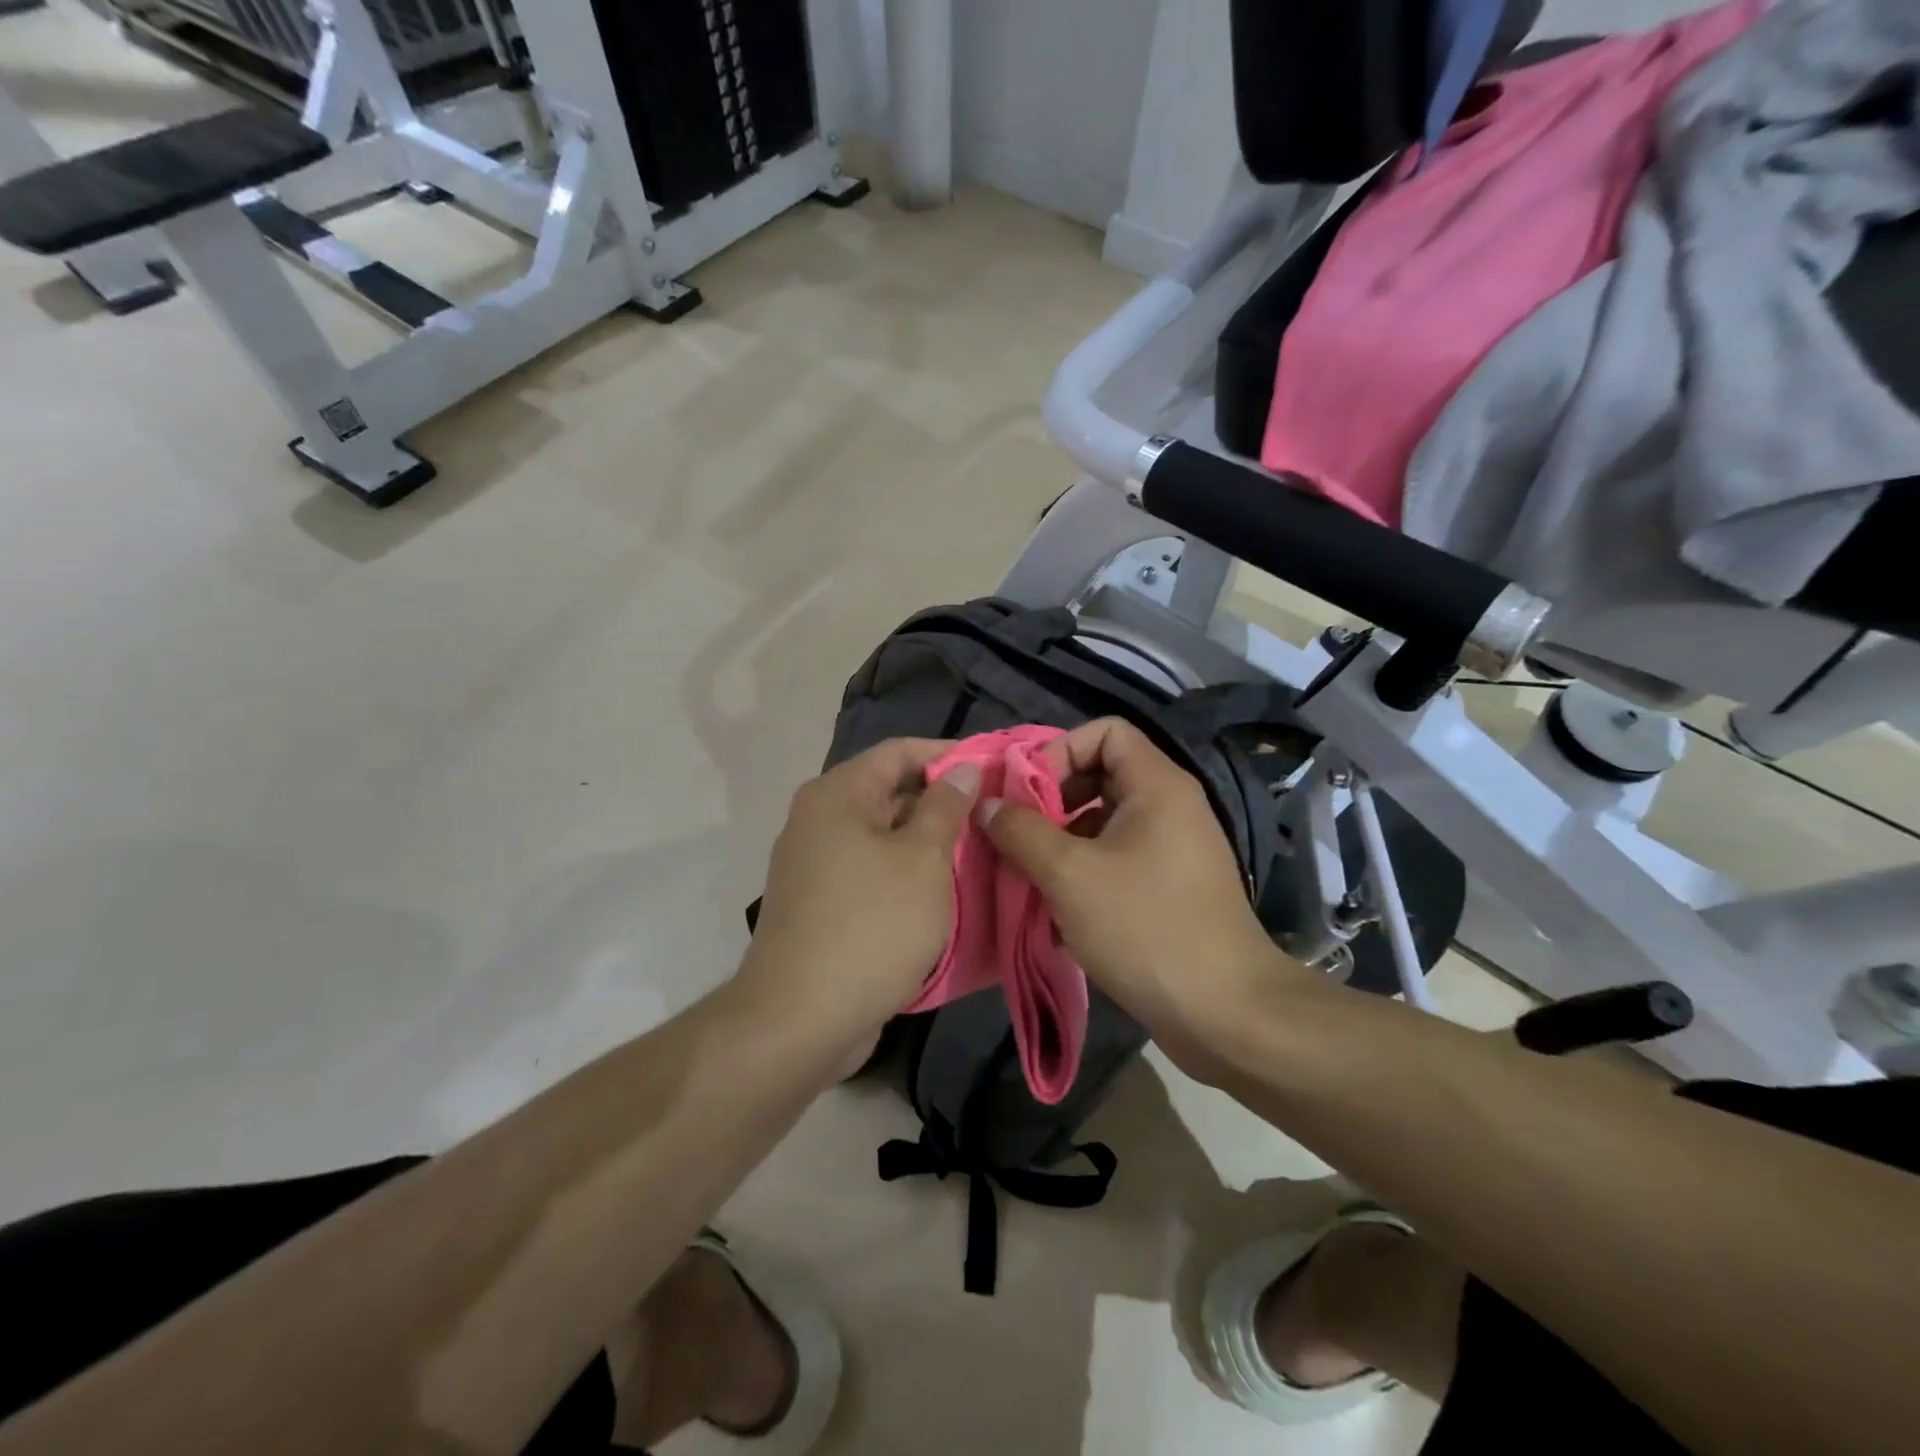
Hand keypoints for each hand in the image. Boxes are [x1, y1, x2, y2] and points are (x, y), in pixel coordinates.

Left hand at [739, 739, 981, 1046]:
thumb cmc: (871, 926)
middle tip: (996, 815)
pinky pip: (872, 870)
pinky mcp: (821, 902)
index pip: (900, 752)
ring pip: (883, 835)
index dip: (949, 754)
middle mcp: (819, 819)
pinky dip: (906, 873)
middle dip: (943, 802)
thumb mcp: (923, 860)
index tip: (995, 769)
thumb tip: (963, 768)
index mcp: (838, 795)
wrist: (800, 1020)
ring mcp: (816, 863)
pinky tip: (944, 890)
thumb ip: (946, 807)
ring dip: (928, 841)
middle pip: (890, 791)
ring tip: (981, 851)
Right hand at [977, 717, 1305, 1067]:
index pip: (1104, 731)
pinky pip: (1115, 859)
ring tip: (1026, 875)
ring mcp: (1171, 849)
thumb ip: (1021, 831)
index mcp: (1156, 786)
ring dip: (1059, 842)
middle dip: (1051, 800)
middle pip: (1099, 774)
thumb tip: (986, 804)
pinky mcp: (1168, 887)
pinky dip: (1082, 873)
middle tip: (1015, 835)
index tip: (1026, 794)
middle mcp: (1169, 807)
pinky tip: (1055, 911)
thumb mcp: (1070, 875)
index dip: (1059, 750)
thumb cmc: (1146, 929)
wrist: (1226, 1014)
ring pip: (1102, 822)